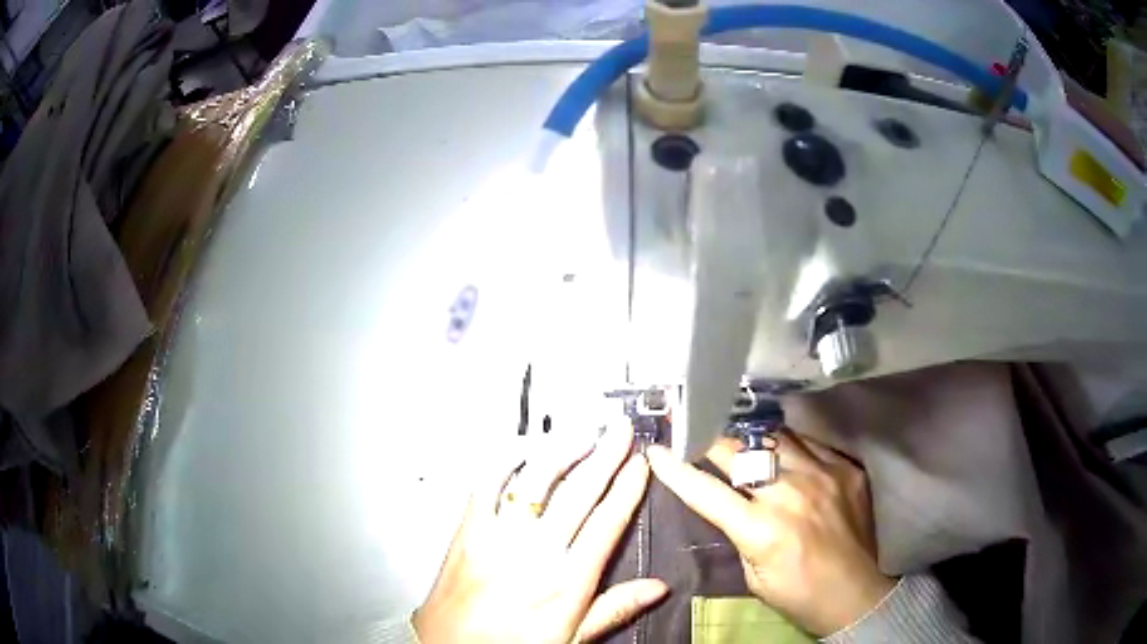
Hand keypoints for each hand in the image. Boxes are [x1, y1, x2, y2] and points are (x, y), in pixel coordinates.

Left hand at [413, 422, 667, 642]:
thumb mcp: (571, 638)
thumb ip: (613, 609)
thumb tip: (655, 589)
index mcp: (565, 582)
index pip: (607, 523)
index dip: (627, 487)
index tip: (640, 464)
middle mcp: (533, 554)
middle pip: (578, 493)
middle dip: (605, 456)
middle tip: (619, 432)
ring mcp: (497, 538)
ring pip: (534, 482)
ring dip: (561, 451)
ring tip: (581, 434)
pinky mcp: (467, 533)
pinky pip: (485, 486)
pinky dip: (503, 462)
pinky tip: (519, 450)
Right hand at [646, 431, 893, 636]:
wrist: (855, 593)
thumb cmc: (797, 594)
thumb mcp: (753, 574)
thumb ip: (739, 532)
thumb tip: (729, 502)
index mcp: (761, 529)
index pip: (707, 491)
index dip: (676, 469)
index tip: (657, 449)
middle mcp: (791, 493)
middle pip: (741, 451)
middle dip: (711, 439)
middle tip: (695, 429)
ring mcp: (824, 475)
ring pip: (776, 436)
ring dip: (752, 438)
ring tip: (740, 437)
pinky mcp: (846, 469)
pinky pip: (810, 444)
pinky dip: (789, 446)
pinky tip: (784, 453)